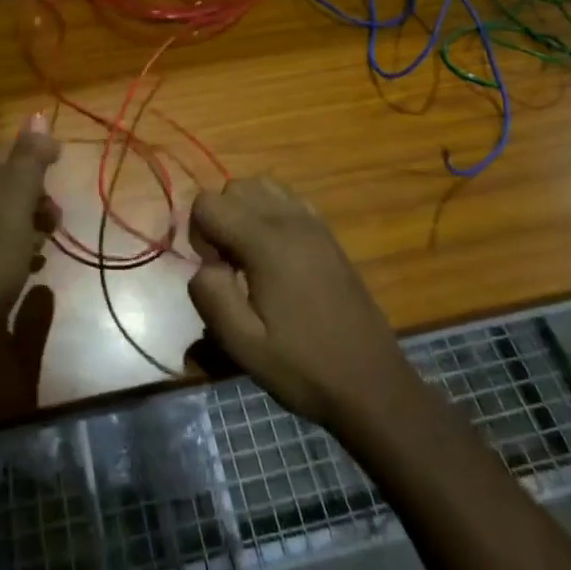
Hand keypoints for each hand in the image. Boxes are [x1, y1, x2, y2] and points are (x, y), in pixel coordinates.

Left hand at [0, 123, 61, 344]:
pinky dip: (11, 248)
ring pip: (1, 213)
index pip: (10, 151)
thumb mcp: (18, 196)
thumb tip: (39, 114)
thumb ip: (30, 155)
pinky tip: (23, 267)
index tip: (61, 183)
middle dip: (36, 199)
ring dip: (27, 225)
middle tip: (54, 223)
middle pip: (7, 183)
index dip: (39, 162)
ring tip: (42, 249)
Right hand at [188, 176, 419, 437]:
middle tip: (229, 268)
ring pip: (262, 186)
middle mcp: (289, 219)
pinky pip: (288, 200)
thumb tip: (203, 266)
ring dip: (244, 211)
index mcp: (265, 241)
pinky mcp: (327, 234)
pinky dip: (271, 213)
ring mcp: (313, 223)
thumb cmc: (304, 367)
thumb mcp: (244, 345)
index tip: (215, 273)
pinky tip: (276, 256)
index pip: (208, 203)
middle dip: (220, 219)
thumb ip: (211, 296)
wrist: (371, 384)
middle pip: (234, 188)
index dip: (199, 235)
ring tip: (250, 257)